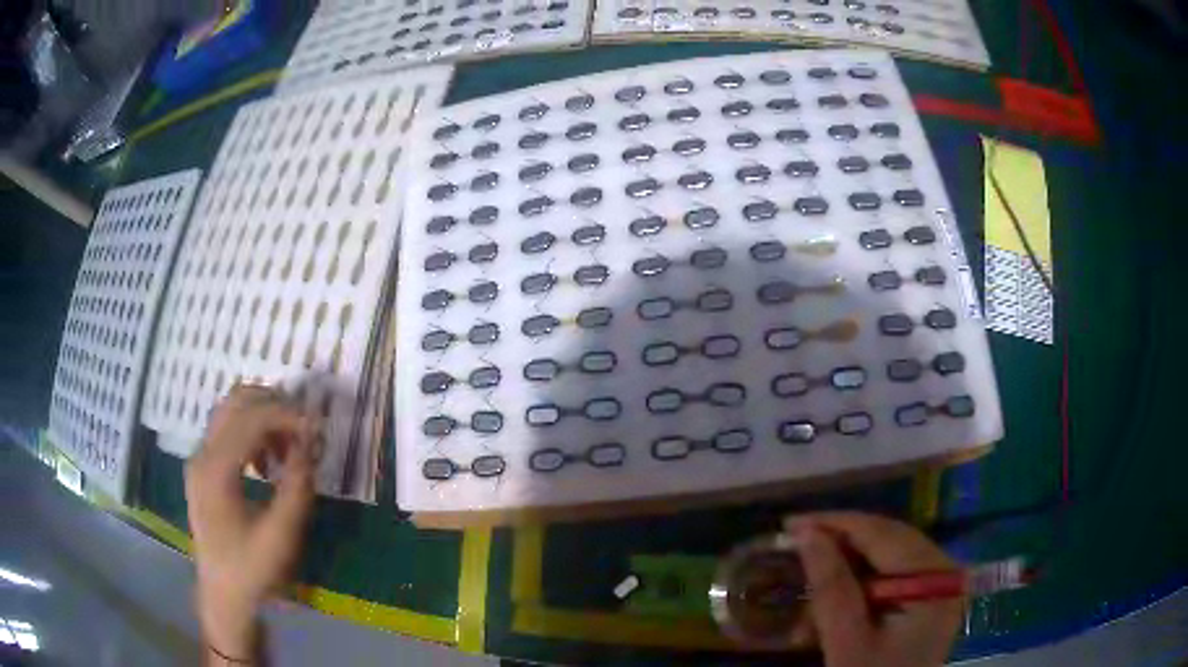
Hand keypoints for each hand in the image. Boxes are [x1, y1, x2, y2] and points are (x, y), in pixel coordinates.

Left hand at [185, 385, 319, 661]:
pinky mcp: (204, 468)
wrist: (224, 595)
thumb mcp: (281, 535)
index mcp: (216, 470)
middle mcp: (202, 454)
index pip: (251, 418)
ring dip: (264, 419)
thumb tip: (311, 443)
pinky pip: (229, 433)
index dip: (287, 415)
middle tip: (305, 428)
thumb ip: (297, 487)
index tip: (318, 429)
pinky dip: (254, 434)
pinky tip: (270, 464)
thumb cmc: (252, 569)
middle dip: (275, 406)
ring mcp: (200, 459)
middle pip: (236, 401)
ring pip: (232, 412)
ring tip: (291, 448)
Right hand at [786, 512, 963, 666]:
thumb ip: (831, 586)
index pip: (885, 534)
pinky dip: (857, 589)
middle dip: (838, 549)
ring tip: (806, 588)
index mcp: (937, 579)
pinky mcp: (928, 600)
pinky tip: (830, 607)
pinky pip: (891, 578)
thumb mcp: (847, 641)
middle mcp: (945, 572)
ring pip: (886, 559)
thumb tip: (806, 533)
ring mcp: (939, 586)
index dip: (836, 524)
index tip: (790, 524)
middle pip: (888, 542)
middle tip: (793, 549)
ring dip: (843, 573)